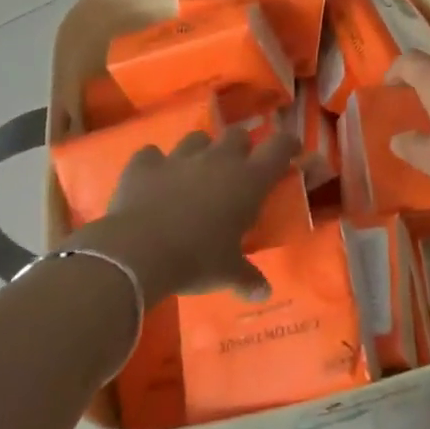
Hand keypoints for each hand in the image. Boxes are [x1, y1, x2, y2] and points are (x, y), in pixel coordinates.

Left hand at [72, 127, 297, 302]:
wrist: (138, 251)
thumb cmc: (196, 260)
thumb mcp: (226, 273)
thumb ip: (246, 278)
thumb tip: (263, 293)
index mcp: (248, 180)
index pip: (279, 147)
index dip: (288, 144)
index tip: (291, 150)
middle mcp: (218, 159)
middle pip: (237, 134)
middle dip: (240, 146)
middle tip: (238, 168)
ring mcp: (180, 157)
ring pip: (197, 138)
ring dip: (200, 151)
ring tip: (195, 172)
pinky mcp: (145, 164)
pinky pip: (151, 155)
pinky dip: (154, 165)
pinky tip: (152, 179)